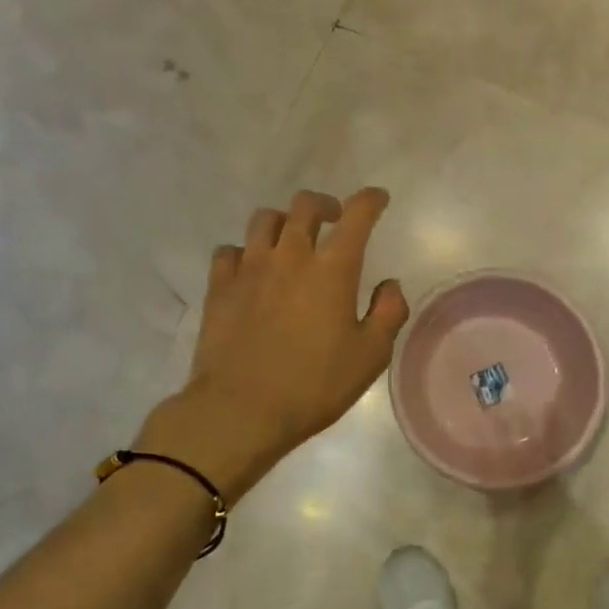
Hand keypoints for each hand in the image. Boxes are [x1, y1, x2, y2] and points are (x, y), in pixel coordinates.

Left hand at [136, 188, 408, 501]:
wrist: (240, 410)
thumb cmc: (314, 385)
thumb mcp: (370, 356)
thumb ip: (388, 313)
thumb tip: (389, 285)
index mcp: (332, 269)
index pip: (357, 215)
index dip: (370, 200)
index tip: (378, 199)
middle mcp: (290, 256)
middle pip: (305, 206)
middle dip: (325, 204)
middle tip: (333, 220)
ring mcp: (249, 268)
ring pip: (264, 220)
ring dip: (284, 222)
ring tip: (290, 240)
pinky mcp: (219, 287)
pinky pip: (229, 251)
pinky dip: (244, 252)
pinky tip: (250, 270)